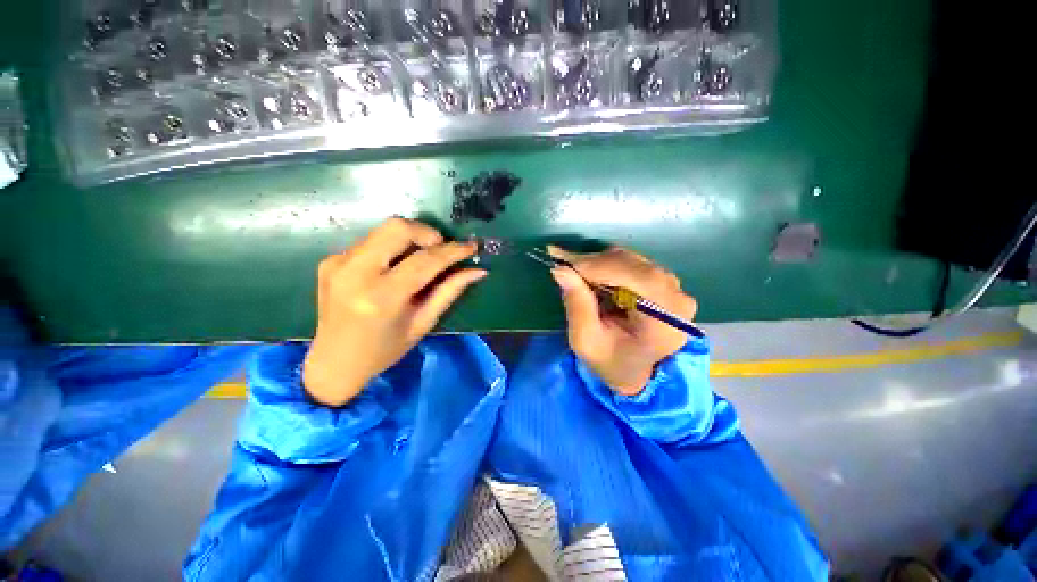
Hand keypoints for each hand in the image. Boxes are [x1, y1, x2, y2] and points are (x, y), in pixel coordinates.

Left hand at [303, 218, 485, 406]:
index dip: (452, 251)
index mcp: (381, 297)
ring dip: (410, 240)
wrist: (333, 362)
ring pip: (384, 230)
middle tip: (441, 249)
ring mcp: (337, 263)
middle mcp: (355, 273)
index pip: (424, 260)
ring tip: (420, 260)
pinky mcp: (330, 260)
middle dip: (428, 233)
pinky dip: (391, 248)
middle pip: (398, 228)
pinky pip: (370, 241)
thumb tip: (478, 270)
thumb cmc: (384, 350)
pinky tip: (394, 268)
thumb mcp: (423, 323)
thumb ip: (450, 291)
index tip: (471, 246)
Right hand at [548, 246, 696, 395]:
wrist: (633, 372)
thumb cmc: (610, 362)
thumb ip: (577, 304)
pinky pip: (634, 264)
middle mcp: (678, 299)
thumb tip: (561, 270)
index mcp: (666, 321)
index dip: (599, 266)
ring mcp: (675, 289)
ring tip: (576, 273)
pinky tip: (592, 275)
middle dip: (595, 263)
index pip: (637, 278)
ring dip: (600, 263)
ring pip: (633, 261)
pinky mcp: (665, 284)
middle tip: (565, 264)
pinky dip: (608, 265)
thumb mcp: (586, 340)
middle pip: (635, 265)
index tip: (564, 261)